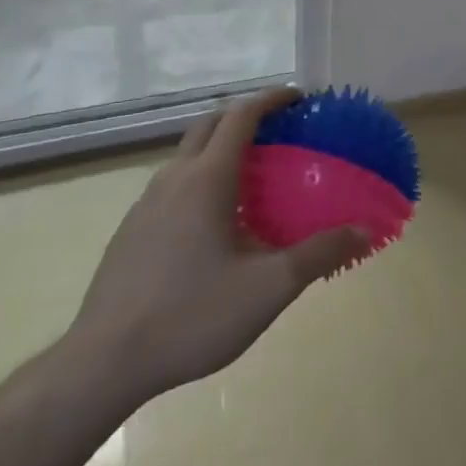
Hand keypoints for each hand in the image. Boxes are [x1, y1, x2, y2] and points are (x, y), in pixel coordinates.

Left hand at [63, 87, 368, 408]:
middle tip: (280, 132)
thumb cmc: (191, 315)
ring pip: (187, 155)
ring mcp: (145, 205)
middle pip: (209, 124)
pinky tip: (215, 224)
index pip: (241, 115)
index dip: (272, 99)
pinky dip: (200, 180)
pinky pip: (172, 185)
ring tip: (253, 178)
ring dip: (220, 149)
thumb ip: (319, 254)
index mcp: (207, 179)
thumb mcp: (268, 288)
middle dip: (245, 116)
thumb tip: (364, 230)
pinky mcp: (130, 232)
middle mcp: (174, 179)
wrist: (101, 366)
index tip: (300, 99)